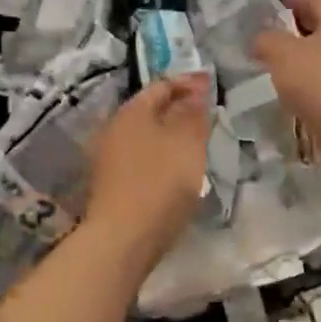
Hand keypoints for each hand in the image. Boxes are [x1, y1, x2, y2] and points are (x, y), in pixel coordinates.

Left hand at [85, 73, 211, 257]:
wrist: (123, 239)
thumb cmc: (159, 182)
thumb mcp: (187, 142)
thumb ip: (193, 112)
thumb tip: (196, 88)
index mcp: (131, 111)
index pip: (162, 84)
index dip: (187, 82)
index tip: (211, 85)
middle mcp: (114, 128)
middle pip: (150, 109)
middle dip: (178, 107)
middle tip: (207, 113)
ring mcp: (108, 157)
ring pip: (145, 134)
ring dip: (169, 133)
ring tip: (196, 141)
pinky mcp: (111, 183)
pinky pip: (140, 157)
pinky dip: (160, 154)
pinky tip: (176, 168)